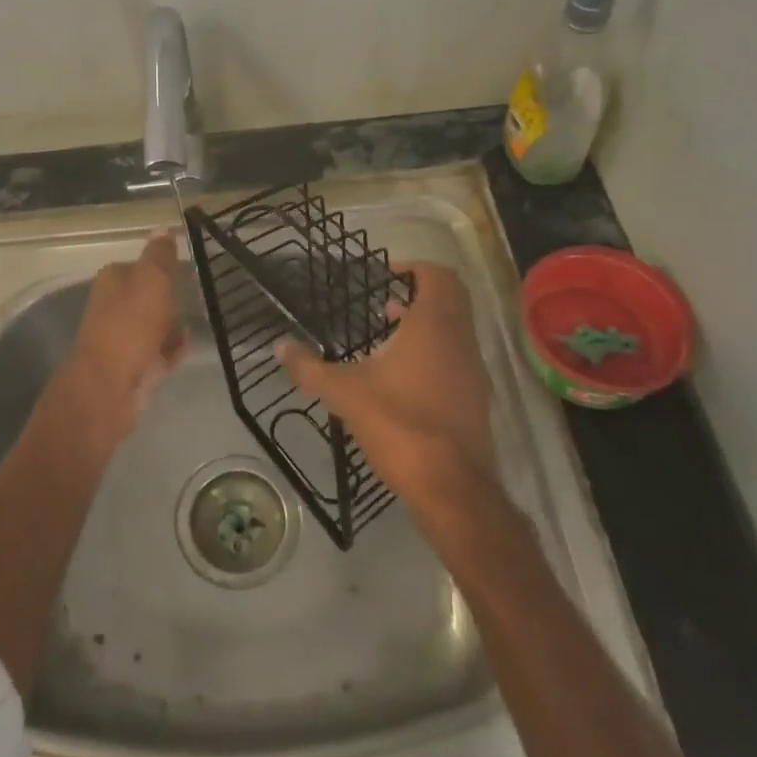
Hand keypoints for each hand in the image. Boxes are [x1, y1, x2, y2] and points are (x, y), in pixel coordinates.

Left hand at [54, 231, 187, 453]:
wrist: (109, 386)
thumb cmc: (130, 325)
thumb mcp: (151, 281)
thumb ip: (159, 255)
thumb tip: (162, 228)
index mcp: (113, 279)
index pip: (142, 265)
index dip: (164, 270)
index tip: (187, 274)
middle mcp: (112, 305)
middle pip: (149, 296)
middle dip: (171, 301)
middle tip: (192, 302)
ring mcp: (120, 336)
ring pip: (154, 325)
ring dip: (173, 327)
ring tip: (189, 329)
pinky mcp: (130, 364)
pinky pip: (157, 351)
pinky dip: (170, 351)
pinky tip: (182, 351)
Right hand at [276, 261, 499, 515]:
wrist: (452, 488)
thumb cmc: (399, 423)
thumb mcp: (344, 393)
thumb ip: (310, 368)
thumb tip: (279, 347)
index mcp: (434, 326)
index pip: (438, 276)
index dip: (415, 268)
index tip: (387, 274)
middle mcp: (461, 341)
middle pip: (452, 299)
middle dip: (420, 294)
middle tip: (386, 301)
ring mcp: (474, 373)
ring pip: (456, 331)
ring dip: (427, 325)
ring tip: (388, 337)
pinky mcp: (476, 401)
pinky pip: (458, 360)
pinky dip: (436, 354)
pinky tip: (404, 379)